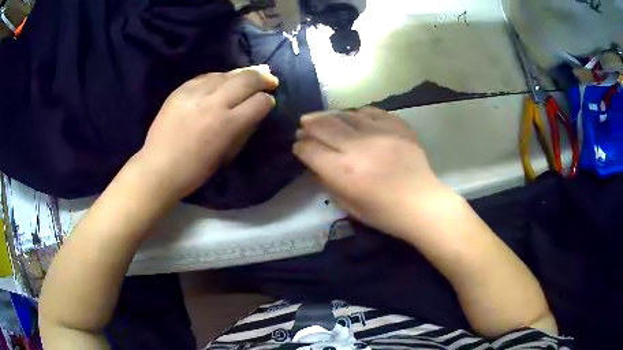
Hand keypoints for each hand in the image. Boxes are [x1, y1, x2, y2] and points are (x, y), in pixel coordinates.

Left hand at [136, 65, 278, 199]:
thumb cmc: (196, 170)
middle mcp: (214, 102)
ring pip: (227, 73)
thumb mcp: (227, 154)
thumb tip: (256, 110)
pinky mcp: (181, 89)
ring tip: (247, 77)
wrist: (159, 167)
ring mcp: (196, 93)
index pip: (260, 101)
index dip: (268, 101)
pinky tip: (222, 82)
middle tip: (269, 80)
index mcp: (228, 124)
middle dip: (263, 78)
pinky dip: (219, 78)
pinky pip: (207, 76)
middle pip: (248, 79)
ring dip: (242, 75)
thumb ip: (244, 129)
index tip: (268, 103)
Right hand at [293, 107, 456, 238]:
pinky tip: (354, 117)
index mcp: (344, 171)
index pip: (311, 150)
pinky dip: (358, 113)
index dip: (301, 147)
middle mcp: (358, 146)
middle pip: (324, 126)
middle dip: (309, 125)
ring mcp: (380, 132)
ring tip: (323, 117)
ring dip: (329, 115)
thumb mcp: (349, 206)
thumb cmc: (384, 213)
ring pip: (346, 115)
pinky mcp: (397, 126)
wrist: (422, 204)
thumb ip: (328, 183)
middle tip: (304, 124)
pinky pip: (371, 112)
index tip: (298, 146)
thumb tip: (316, 165)